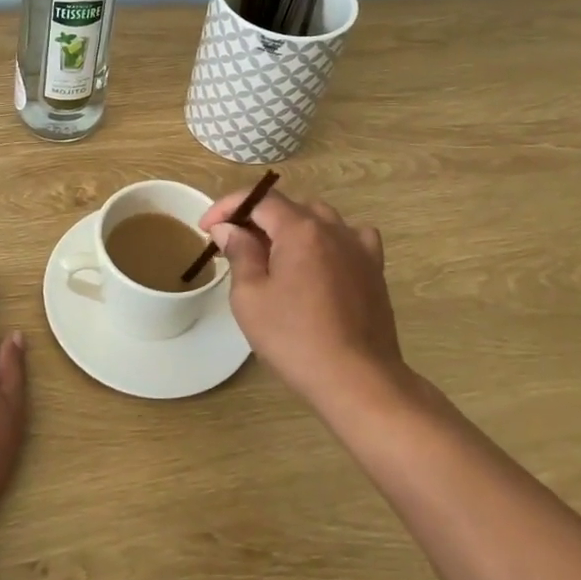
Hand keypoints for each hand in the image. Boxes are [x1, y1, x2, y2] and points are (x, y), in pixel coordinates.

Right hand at [199, 188, 409, 417]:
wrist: (357, 380)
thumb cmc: (295, 339)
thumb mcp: (250, 297)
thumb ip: (239, 253)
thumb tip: (229, 228)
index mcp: (300, 229)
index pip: (259, 199)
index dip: (228, 207)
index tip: (206, 227)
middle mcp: (333, 228)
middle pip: (288, 207)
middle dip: (256, 218)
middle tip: (232, 245)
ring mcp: (359, 247)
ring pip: (319, 220)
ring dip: (290, 228)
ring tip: (272, 254)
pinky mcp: (374, 270)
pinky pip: (350, 238)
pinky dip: (328, 240)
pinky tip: (320, 259)